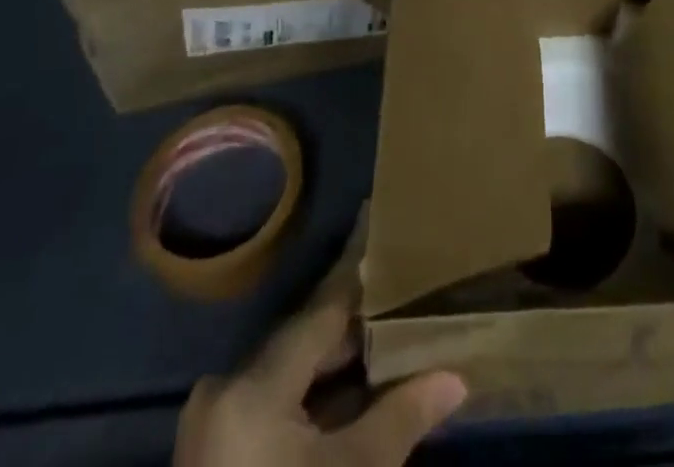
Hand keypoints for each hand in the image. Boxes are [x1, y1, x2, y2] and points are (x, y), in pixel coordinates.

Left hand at [174, 288, 466, 466]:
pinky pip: (276, 404)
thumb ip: (401, 418)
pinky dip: (315, 398)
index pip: (321, 309)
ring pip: (292, 374)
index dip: (360, 273)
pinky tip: (355, 394)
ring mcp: (216, 424)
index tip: (386, 230)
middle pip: (306, 341)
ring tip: (390, 339)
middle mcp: (226, 388)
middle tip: (404, 296)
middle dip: (357, 327)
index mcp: (252, 383)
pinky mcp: (217, 454)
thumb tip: (457, 378)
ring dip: (338, 366)